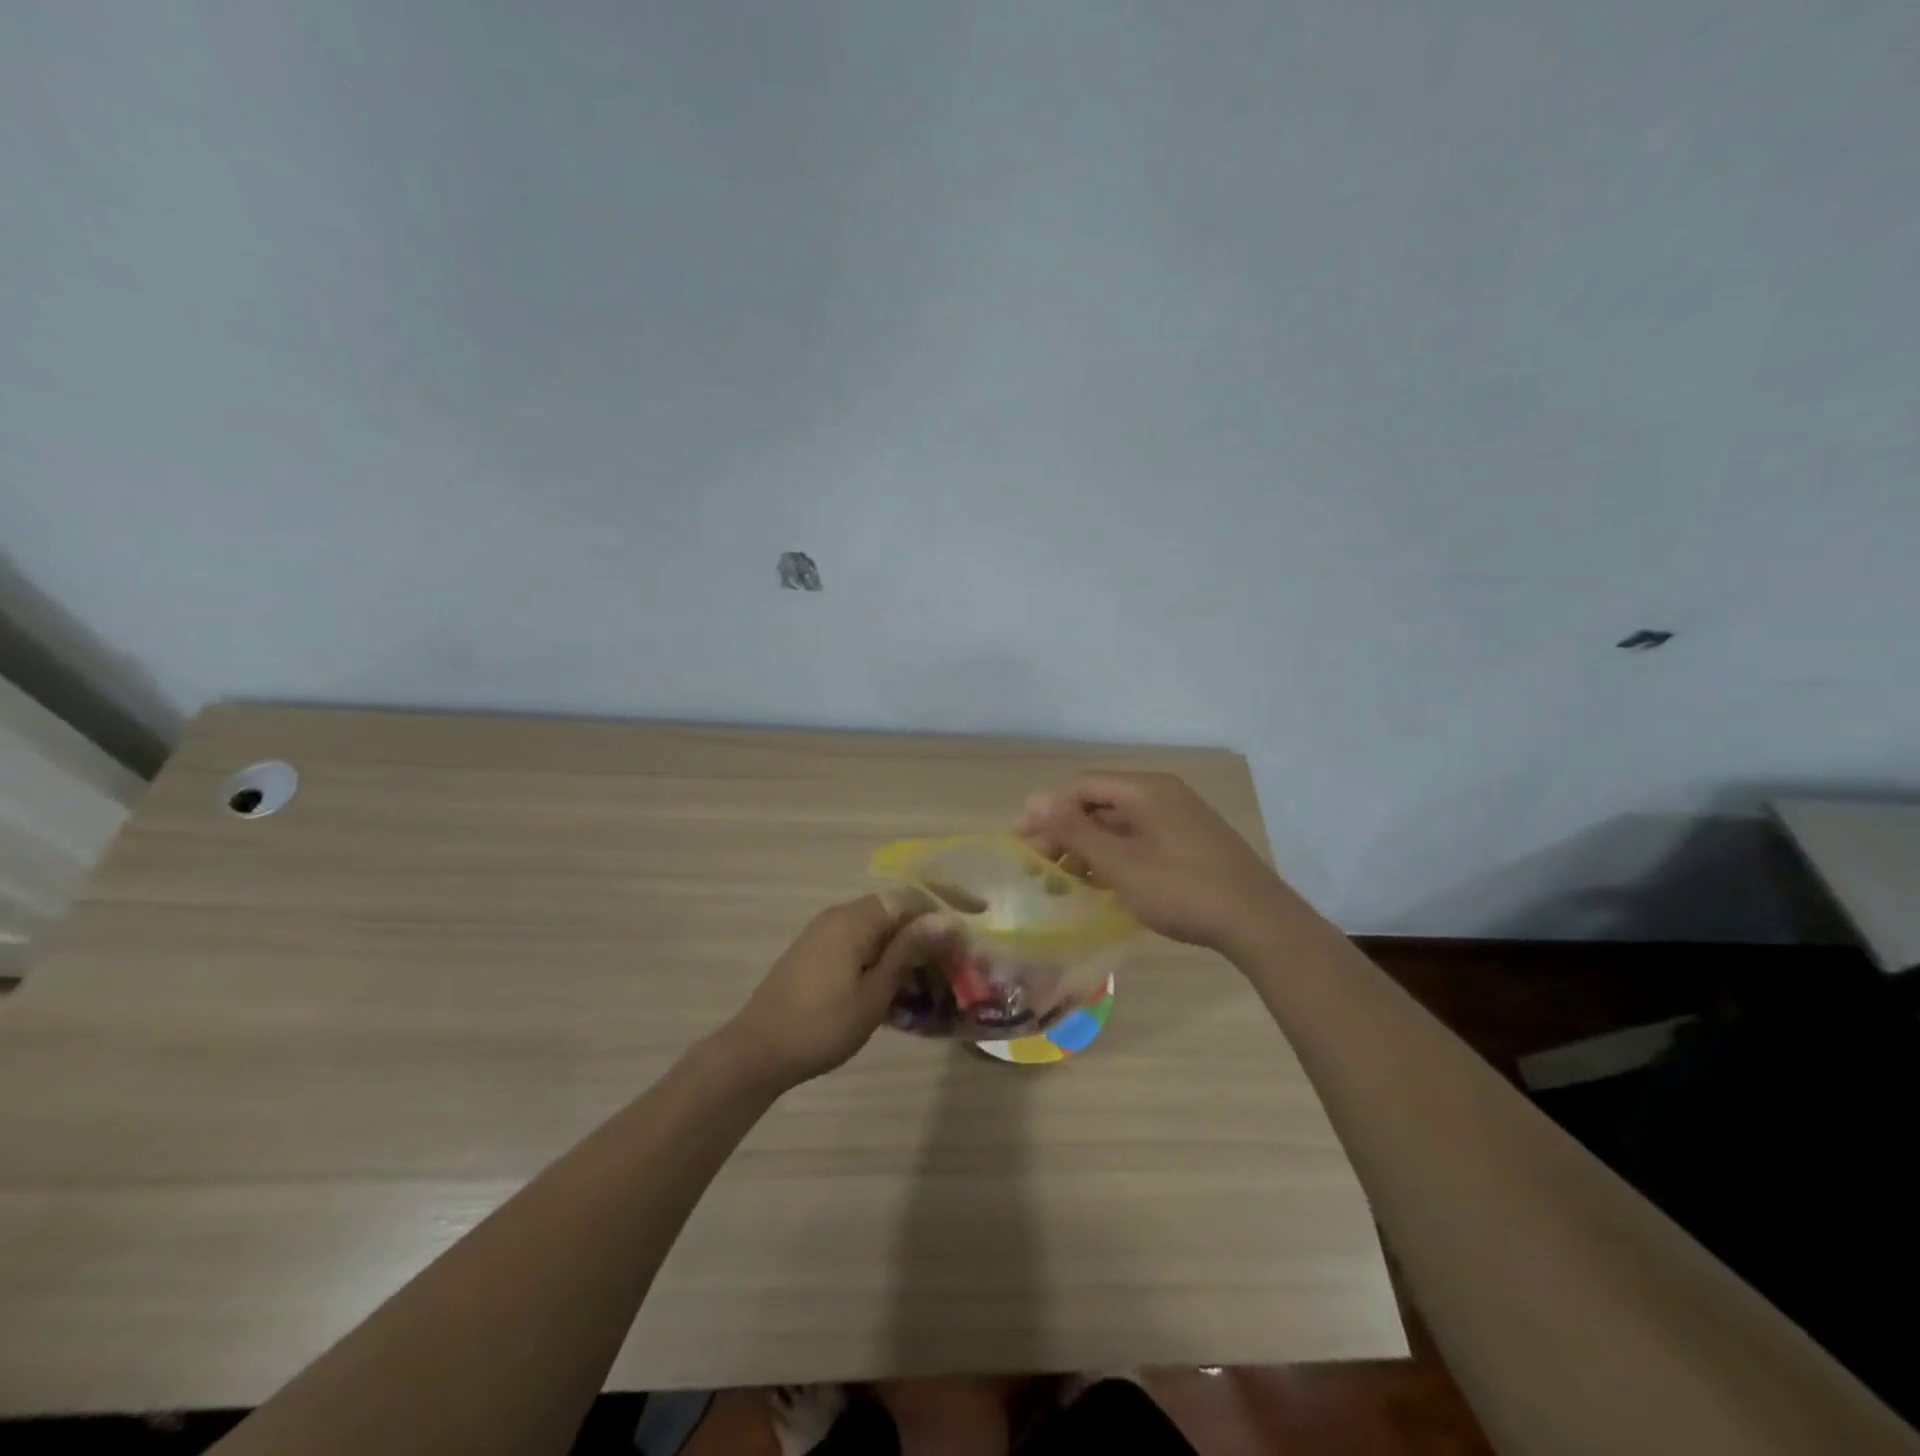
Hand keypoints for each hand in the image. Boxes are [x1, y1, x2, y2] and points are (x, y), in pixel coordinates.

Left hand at [719, 896, 947, 1090]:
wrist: (756, 1052)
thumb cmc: (821, 1025)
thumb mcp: (874, 992)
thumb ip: (909, 951)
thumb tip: (946, 919)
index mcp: (854, 919)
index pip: (911, 897)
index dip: (948, 903)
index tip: (980, 915)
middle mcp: (840, 917)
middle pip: (897, 913)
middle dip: (932, 933)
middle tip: (961, 961)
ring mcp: (826, 936)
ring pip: (881, 933)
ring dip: (911, 952)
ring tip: (937, 982)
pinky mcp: (818, 955)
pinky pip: (864, 947)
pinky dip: (888, 962)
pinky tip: (903, 991)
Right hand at [1018, 771, 1294, 954]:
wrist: (1258, 921)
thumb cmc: (1181, 889)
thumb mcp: (1119, 863)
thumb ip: (1074, 831)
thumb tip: (1034, 800)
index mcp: (1145, 789)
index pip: (1082, 786)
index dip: (1046, 809)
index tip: (1020, 839)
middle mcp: (1162, 794)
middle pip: (1100, 803)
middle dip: (1065, 830)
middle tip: (1038, 864)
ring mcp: (1180, 817)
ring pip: (1120, 824)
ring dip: (1088, 847)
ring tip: (1064, 879)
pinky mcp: (1190, 841)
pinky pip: (1140, 838)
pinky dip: (1115, 856)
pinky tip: (1102, 883)